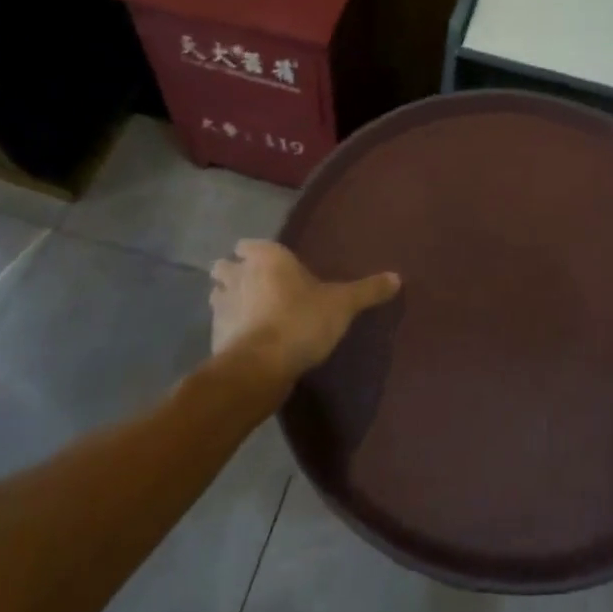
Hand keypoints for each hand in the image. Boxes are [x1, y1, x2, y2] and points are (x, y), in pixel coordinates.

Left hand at [209, 240, 400, 385]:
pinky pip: (220, 325)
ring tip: (250, 312)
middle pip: (226, 266)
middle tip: (257, 286)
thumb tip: (397, 277)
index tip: (269, 262)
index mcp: (266, 256)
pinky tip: (247, 340)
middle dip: (235, 273)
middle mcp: (238, 274)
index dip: (256, 252)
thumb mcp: (343, 304)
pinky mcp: (214, 336)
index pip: (249, 244)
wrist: (260, 368)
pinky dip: (229, 329)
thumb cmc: (301, 320)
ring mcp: (221, 305)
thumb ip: (368, 290)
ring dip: (228, 299)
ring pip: (218, 294)